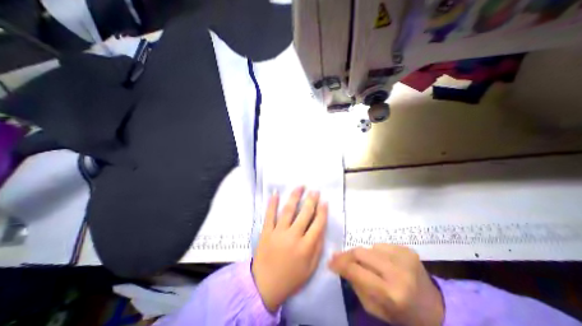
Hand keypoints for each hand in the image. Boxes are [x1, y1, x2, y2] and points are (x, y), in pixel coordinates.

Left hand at [253, 187, 329, 311]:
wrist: (264, 286)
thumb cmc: (291, 278)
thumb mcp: (310, 268)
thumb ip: (317, 248)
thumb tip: (322, 229)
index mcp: (306, 247)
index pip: (318, 225)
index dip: (322, 212)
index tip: (325, 201)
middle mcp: (293, 236)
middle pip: (304, 214)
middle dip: (311, 200)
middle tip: (315, 190)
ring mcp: (278, 233)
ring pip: (288, 210)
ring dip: (295, 197)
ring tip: (300, 186)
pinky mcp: (266, 232)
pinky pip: (269, 215)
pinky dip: (272, 203)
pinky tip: (276, 193)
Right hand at [330, 245, 444, 325]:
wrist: (435, 310)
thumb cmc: (401, 314)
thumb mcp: (374, 308)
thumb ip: (356, 284)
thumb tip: (340, 264)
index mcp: (391, 293)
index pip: (356, 270)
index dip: (340, 264)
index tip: (330, 262)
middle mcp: (398, 271)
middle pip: (360, 253)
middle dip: (346, 255)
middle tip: (339, 257)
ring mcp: (404, 257)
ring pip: (369, 247)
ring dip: (363, 255)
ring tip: (366, 264)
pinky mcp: (408, 249)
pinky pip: (381, 245)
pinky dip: (376, 253)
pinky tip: (382, 262)